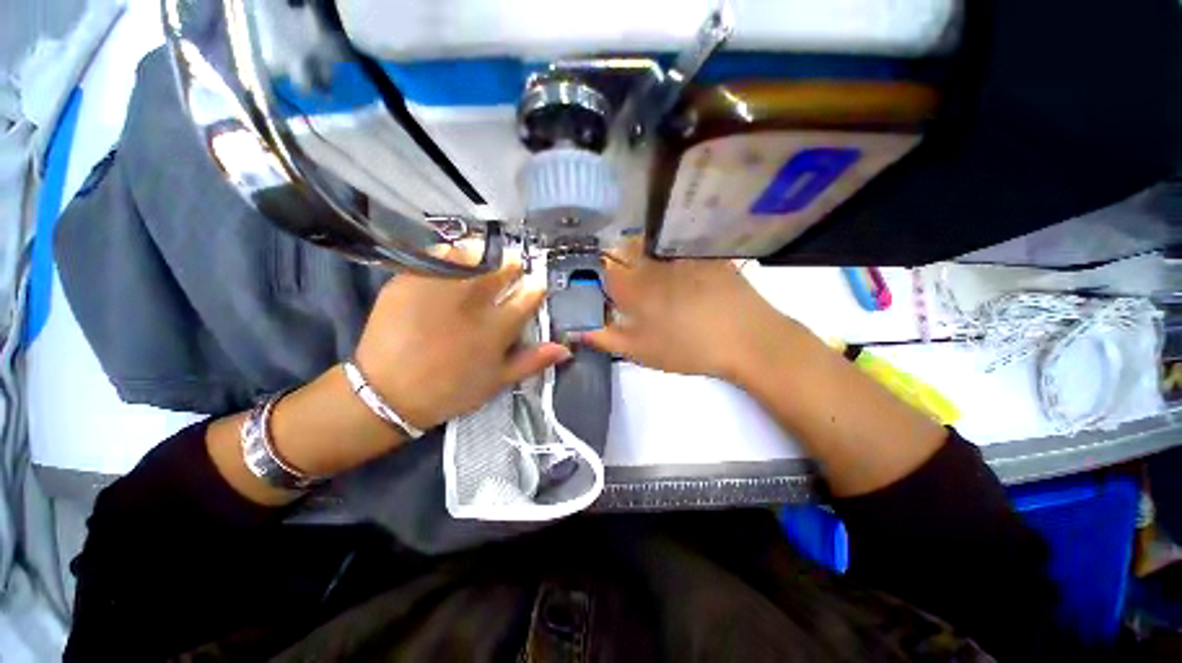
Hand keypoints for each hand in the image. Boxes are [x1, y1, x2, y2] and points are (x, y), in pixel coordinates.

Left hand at [355, 260, 569, 431]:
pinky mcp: (411, 281)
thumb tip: (565, 349)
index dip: (536, 287)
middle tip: (511, 268)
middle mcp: (473, 303)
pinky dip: (452, 253)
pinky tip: (454, 261)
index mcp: (497, 328)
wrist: (387, 392)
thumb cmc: (450, 390)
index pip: (529, 295)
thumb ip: (532, 361)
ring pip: (474, 256)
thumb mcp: (497, 382)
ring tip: (485, 261)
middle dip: (512, 266)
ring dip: (485, 255)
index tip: (534, 286)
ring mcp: (441, 289)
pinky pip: (439, 255)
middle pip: (503, 269)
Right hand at [580, 240, 791, 381]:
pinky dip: (670, 251)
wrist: (744, 338)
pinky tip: (682, 269)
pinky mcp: (703, 252)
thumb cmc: (686, 348)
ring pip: (650, 243)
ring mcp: (679, 254)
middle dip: (619, 259)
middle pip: (624, 248)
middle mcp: (651, 263)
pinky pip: (678, 242)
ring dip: (643, 252)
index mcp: (632, 286)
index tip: (605, 287)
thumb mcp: (640, 351)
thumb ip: (605, 338)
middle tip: (629, 281)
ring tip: (654, 274)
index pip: (602, 268)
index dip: (598, 275)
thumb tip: (577, 330)